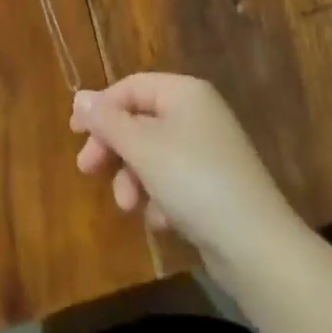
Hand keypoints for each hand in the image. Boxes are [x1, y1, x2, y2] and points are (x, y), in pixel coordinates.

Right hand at [72, 73, 302, 280]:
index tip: (75, 136)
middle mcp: (198, 113)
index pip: (131, 87)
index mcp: (184, 92)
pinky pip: (173, 181)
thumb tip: (79, 97)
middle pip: (140, 120)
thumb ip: (107, 121)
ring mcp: (208, 150)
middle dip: (114, 148)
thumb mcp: (142, 147)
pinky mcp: (214, 186)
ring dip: (134, 178)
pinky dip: (160, 198)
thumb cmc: (193, 181)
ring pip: (153, 154)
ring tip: (129, 206)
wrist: (256, 246)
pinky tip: (162, 221)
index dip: (100, 108)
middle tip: (88, 171)